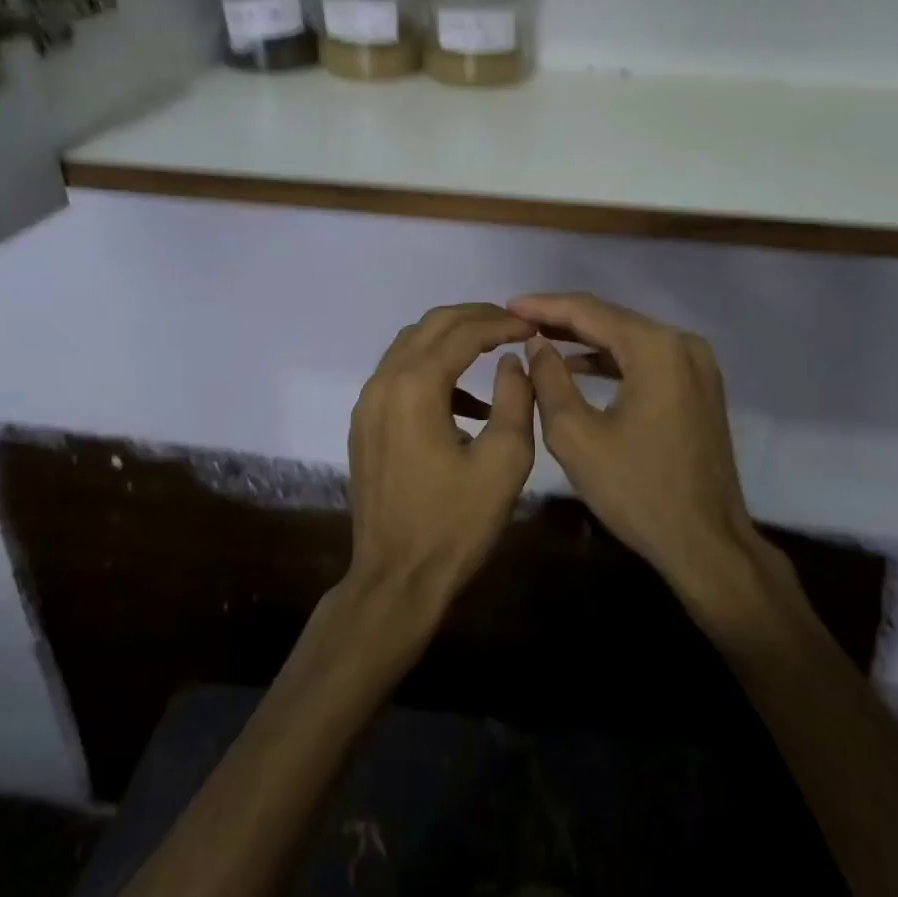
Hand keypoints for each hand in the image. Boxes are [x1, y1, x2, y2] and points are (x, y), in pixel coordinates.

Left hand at [345, 303, 536, 611]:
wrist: (396, 579)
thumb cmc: (455, 524)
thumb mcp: (504, 461)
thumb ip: (516, 399)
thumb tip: (512, 361)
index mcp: (416, 386)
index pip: (463, 331)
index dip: (502, 323)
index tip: (533, 327)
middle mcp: (384, 383)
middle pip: (431, 326)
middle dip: (475, 318)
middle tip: (513, 326)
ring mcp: (368, 403)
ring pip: (410, 345)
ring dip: (451, 339)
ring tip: (493, 349)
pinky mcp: (364, 424)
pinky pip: (399, 375)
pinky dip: (433, 369)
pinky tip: (468, 400)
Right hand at [509, 293, 760, 600]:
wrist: (706, 543)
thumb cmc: (636, 490)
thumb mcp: (576, 435)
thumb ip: (549, 379)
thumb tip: (536, 343)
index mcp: (655, 348)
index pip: (589, 311)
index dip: (544, 306)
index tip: (506, 305)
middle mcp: (682, 344)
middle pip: (612, 319)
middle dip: (563, 319)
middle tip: (518, 320)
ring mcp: (697, 365)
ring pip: (629, 339)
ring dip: (586, 339)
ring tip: (539, 339)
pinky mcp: (699, 387)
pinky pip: (647, 360)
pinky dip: (611, 360)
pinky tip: (579, 365)